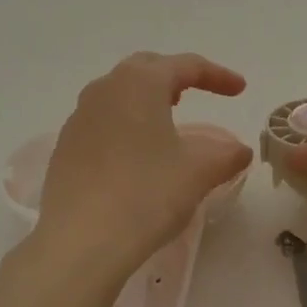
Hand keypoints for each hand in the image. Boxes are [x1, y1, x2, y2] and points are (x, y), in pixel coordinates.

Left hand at [34, 52, 252, 284]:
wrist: (80, 241)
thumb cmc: (146, 194)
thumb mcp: (198, 172)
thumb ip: (226, 155)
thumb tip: (240, 150)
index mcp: (140, 83)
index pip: (186, 66)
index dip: (217, 75)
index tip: (240, 90)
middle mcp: (105, 89)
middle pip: (146, 69)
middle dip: (176, 77)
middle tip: (199, 93)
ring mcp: (79, 118)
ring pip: (120, 94)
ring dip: (148, 100)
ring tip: (168, 120)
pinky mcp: (66, 147)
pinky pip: (103, 122)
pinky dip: (126, 125)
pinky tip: (137, 154)